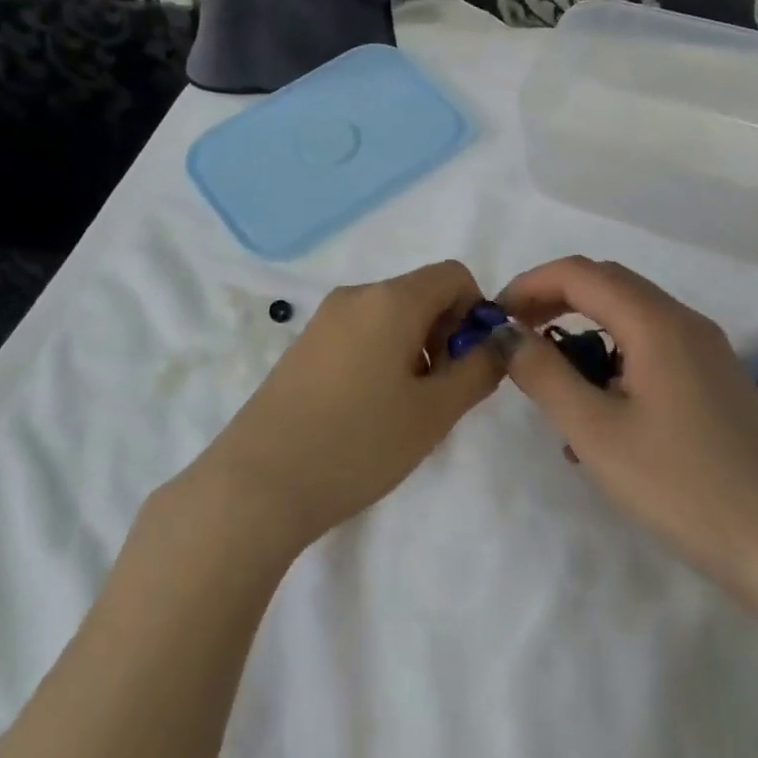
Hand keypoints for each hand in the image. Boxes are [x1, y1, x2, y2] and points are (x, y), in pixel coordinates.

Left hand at [198, 261, 506, 555]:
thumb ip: (478, 370)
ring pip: (391, 316)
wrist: (259, 482)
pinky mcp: (304, 344)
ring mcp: (324, 318)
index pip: (453, 275)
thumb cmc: (359, 444)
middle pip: (421, 293)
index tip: (472, 362)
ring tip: (405, 410)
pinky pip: (360, 333)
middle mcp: (356, 295)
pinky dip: (382, 356)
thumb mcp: (434, 413)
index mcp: (391, 299)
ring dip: (414, 348)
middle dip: (445, 333)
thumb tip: (497, 341)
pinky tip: (369, 410)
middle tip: (441, 394)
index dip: (476, 311)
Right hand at [499, 256, 757, 592]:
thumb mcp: (596, 432)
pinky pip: (652, 349)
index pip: (579, 272)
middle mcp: (684, 322)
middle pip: (606, 285)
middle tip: (516, 339)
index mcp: (655, 321)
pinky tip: (600, 414)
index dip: (529, 284)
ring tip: (553, 382)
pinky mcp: (715, 381)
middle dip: (553, 301)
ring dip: (583, 332)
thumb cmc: (683, 485)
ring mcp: (706, 351)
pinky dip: (613, 359)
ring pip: (629, 318)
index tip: (494, 318)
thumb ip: (544, 374)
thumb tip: (505, 333)